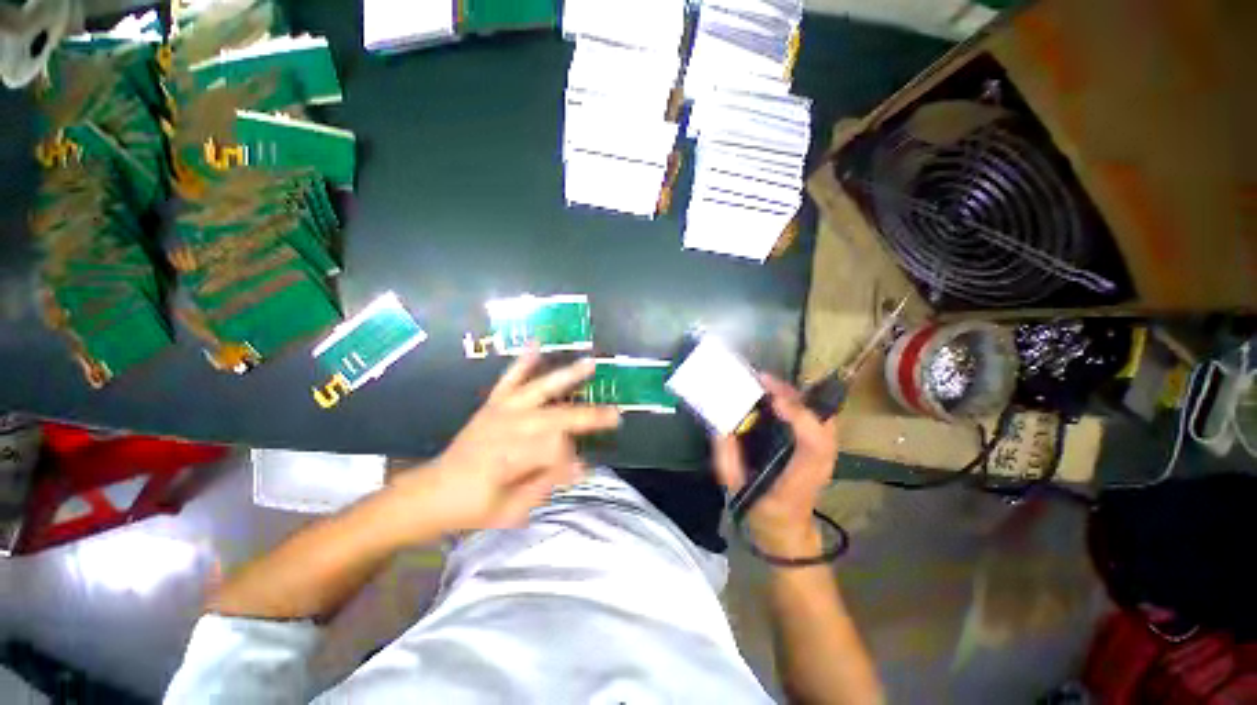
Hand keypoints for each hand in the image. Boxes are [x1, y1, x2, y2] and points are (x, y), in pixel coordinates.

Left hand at [389, 351, 619, 535]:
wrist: (432, 492)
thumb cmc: (473, 507)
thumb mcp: (511, 510)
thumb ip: (546, 485)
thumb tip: (583, 466)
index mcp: (508, 457)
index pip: (555, 448)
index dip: (570, 457)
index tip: (578, 467)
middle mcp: (506, 428)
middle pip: (555, 417)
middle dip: (587, 416)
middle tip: (615, 415)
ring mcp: (500, 411)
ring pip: (539, 390)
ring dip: (566, 377)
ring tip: (590, 364)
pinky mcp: (493, 403)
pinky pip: (510, 378)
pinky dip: (524, 361)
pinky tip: (537, 343)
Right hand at [712, 375, 838, 555]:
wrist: (787, 532)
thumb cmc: (762, 512)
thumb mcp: (736, 489)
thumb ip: (727, 458)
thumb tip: (720, 425)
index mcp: (800, 478)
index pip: (814, 444)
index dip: (799, 417)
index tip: (773, 398)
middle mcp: (820, 463)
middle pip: (822, 421)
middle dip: (794, 396)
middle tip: (764, 381)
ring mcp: (825, 456)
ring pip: (821, 416)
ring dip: (796, 397)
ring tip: (767, 385)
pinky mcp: (821, 450)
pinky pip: (816, 419)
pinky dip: (799, 403)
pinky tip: (778, 397)